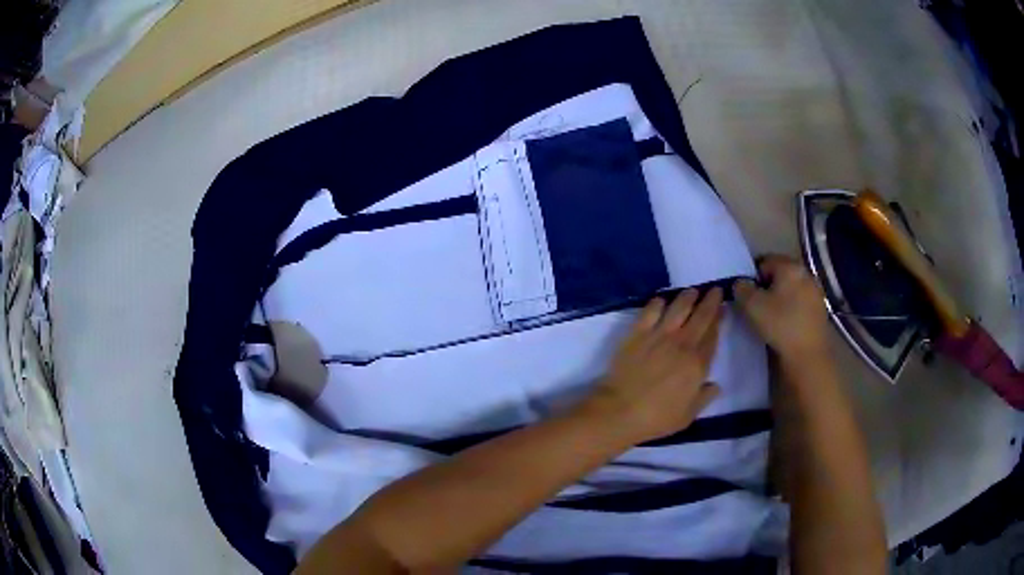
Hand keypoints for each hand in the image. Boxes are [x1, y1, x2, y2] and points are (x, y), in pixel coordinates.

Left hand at [583, 288, 723, 443]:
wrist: (620, 411)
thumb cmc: (656, 418)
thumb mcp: (687, 416)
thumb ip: (704, 398)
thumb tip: (716, 385)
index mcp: (697, 365)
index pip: (712, 336)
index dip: (719, 320)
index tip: (723, 308)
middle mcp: (682, 344)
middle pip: (701, 317)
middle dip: (710, 301)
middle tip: (715, 289)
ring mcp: (659, 336)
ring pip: (678, 308)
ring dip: (687, 297)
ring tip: (692, 291)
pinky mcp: (637, 333)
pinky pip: (650, 311)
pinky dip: (658, 302)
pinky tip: (661, 300)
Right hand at [734, 255, 829, 363]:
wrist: (809, 355)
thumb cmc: (780, 324)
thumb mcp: (751, 306)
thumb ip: (741, 288)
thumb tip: (741, 283)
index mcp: (789, 266)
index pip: (764, 261)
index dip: (751, 276)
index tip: (745, 295)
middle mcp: (805, 272)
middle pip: (779, 274)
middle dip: (766, 287)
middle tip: (756, 306)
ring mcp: (815, 291)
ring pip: (791, 289)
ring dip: (780, 298)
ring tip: (770, 317)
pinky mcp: (820, 309)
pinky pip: (800, 302)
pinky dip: (791, 309)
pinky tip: (785, 324)